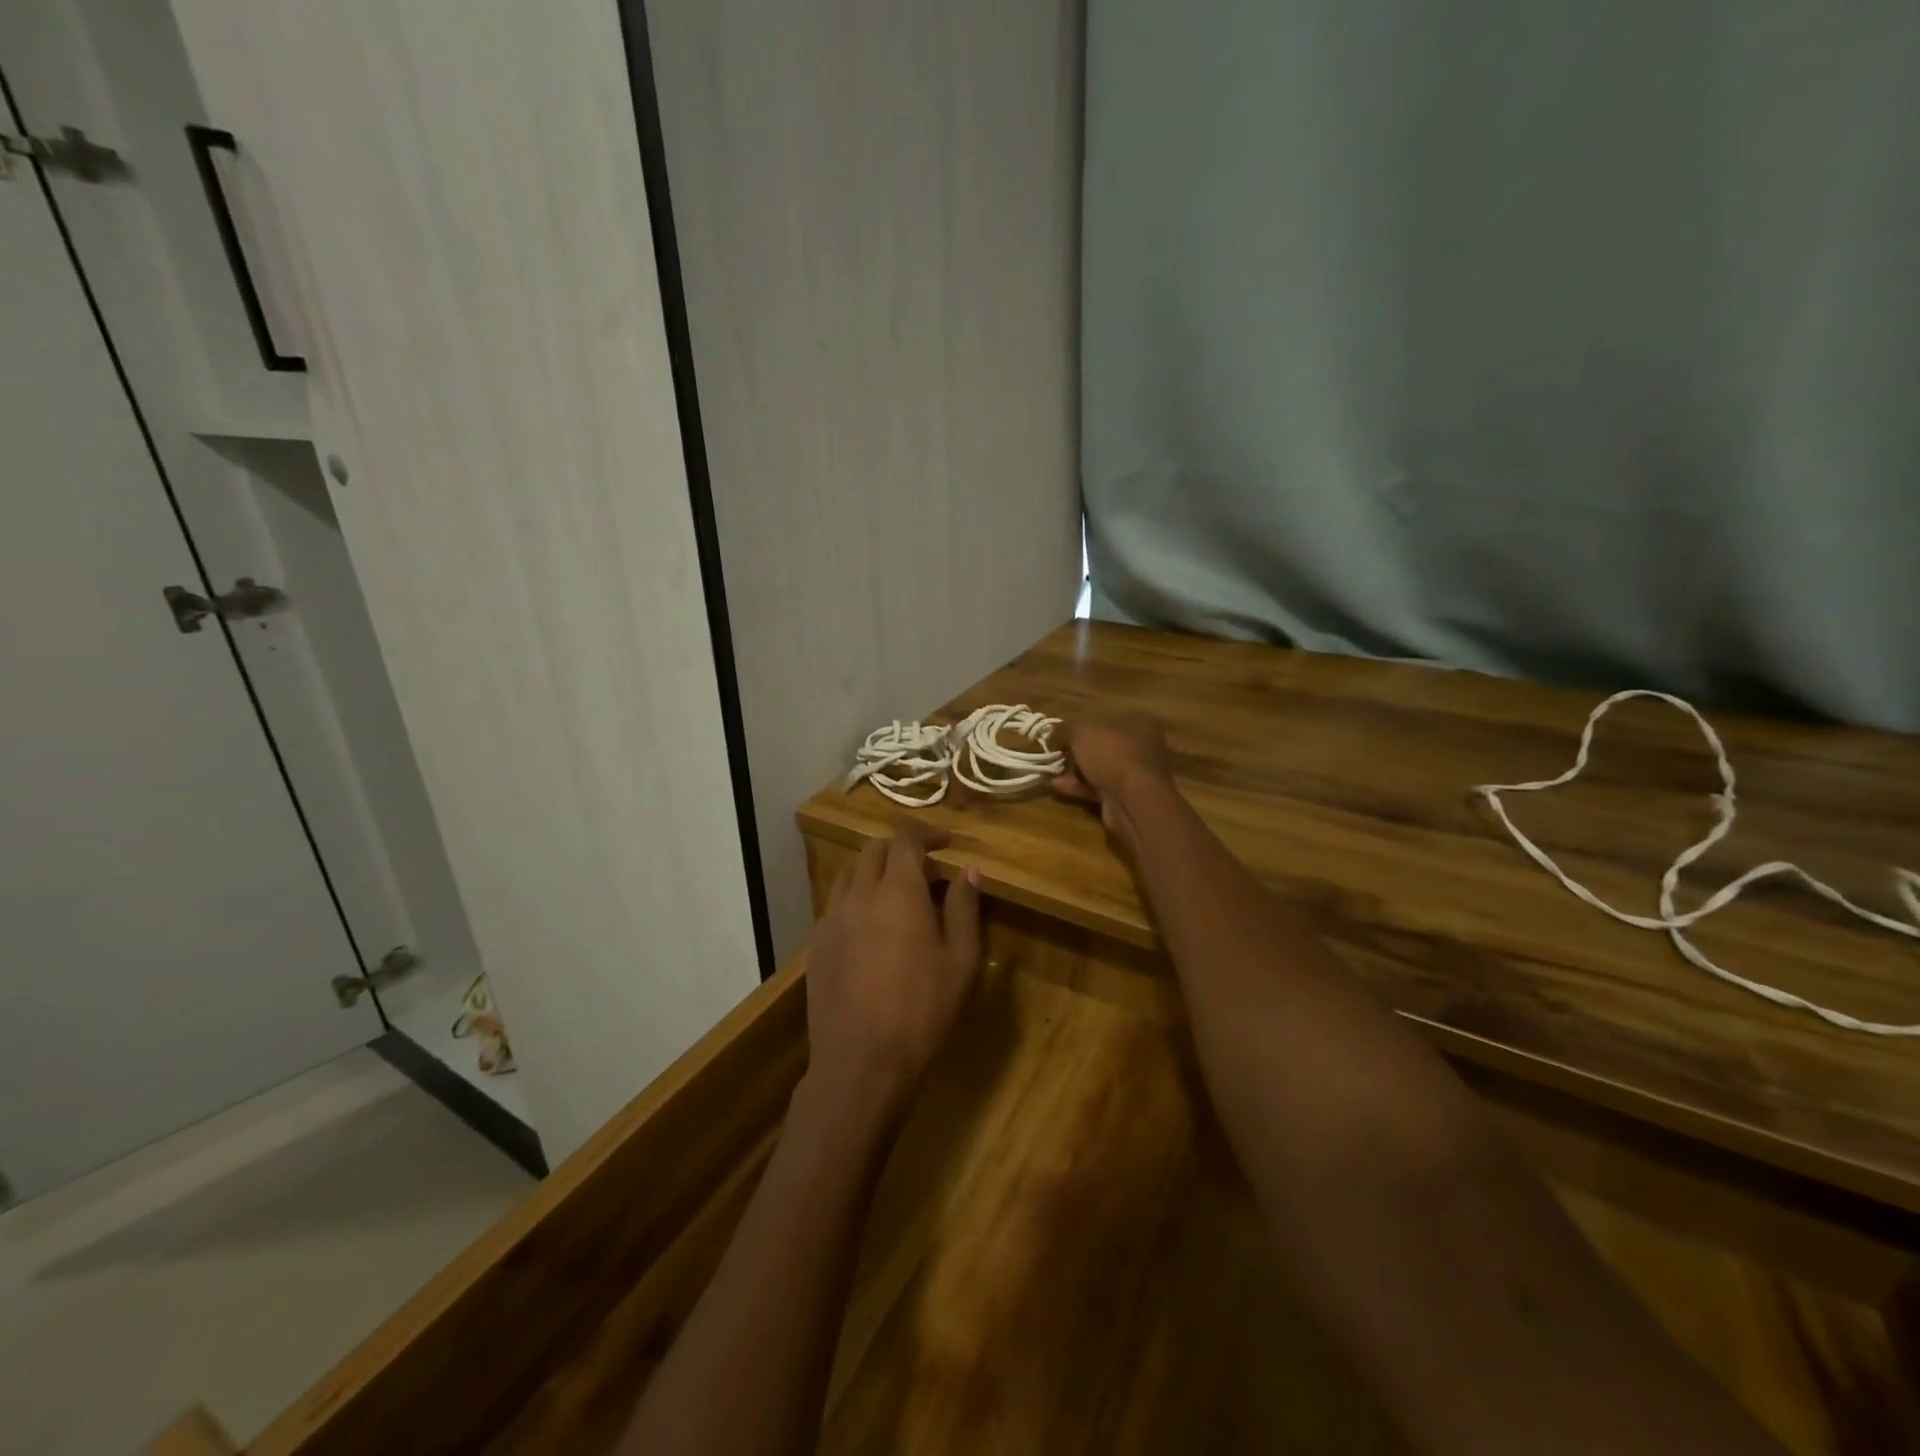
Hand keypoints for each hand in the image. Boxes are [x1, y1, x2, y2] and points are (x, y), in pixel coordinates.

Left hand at [803, 826, 981, 1126]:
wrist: (860, 1061)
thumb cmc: (921, 1009)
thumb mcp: (960, 960)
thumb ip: (964, 907)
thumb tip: (969, 870)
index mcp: (898, 891)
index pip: (906, 838)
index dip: (927, 832)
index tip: (946, 842)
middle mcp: (859, 894)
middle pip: (874, 849)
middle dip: (900, 848)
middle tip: (926, 868)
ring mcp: (832, 918)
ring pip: (851, 874)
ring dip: (875, 871)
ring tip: (898, 895)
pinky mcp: (817, 944)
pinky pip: (837, 904)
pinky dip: (857, 899)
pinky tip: (872, 928)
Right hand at [1053, 715, 1173, 842]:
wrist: (1133, 799)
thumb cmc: (1112, 753)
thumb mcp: (1081, 731)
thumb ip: (1064, 729)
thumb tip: (1052, 735)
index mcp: (1140, 722)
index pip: (1106, 719)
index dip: (1081, 726)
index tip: (1060, 734)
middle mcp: (1143, 746)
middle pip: (1103, 745)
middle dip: (1076, 751)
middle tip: (1055, 754)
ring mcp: (1137, 774)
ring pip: (1100, 769)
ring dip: (1075, 771)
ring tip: (1050, 771)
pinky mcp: (1128, 797)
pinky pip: (1099, 788)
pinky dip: (1079, 787)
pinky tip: (1057, 786)